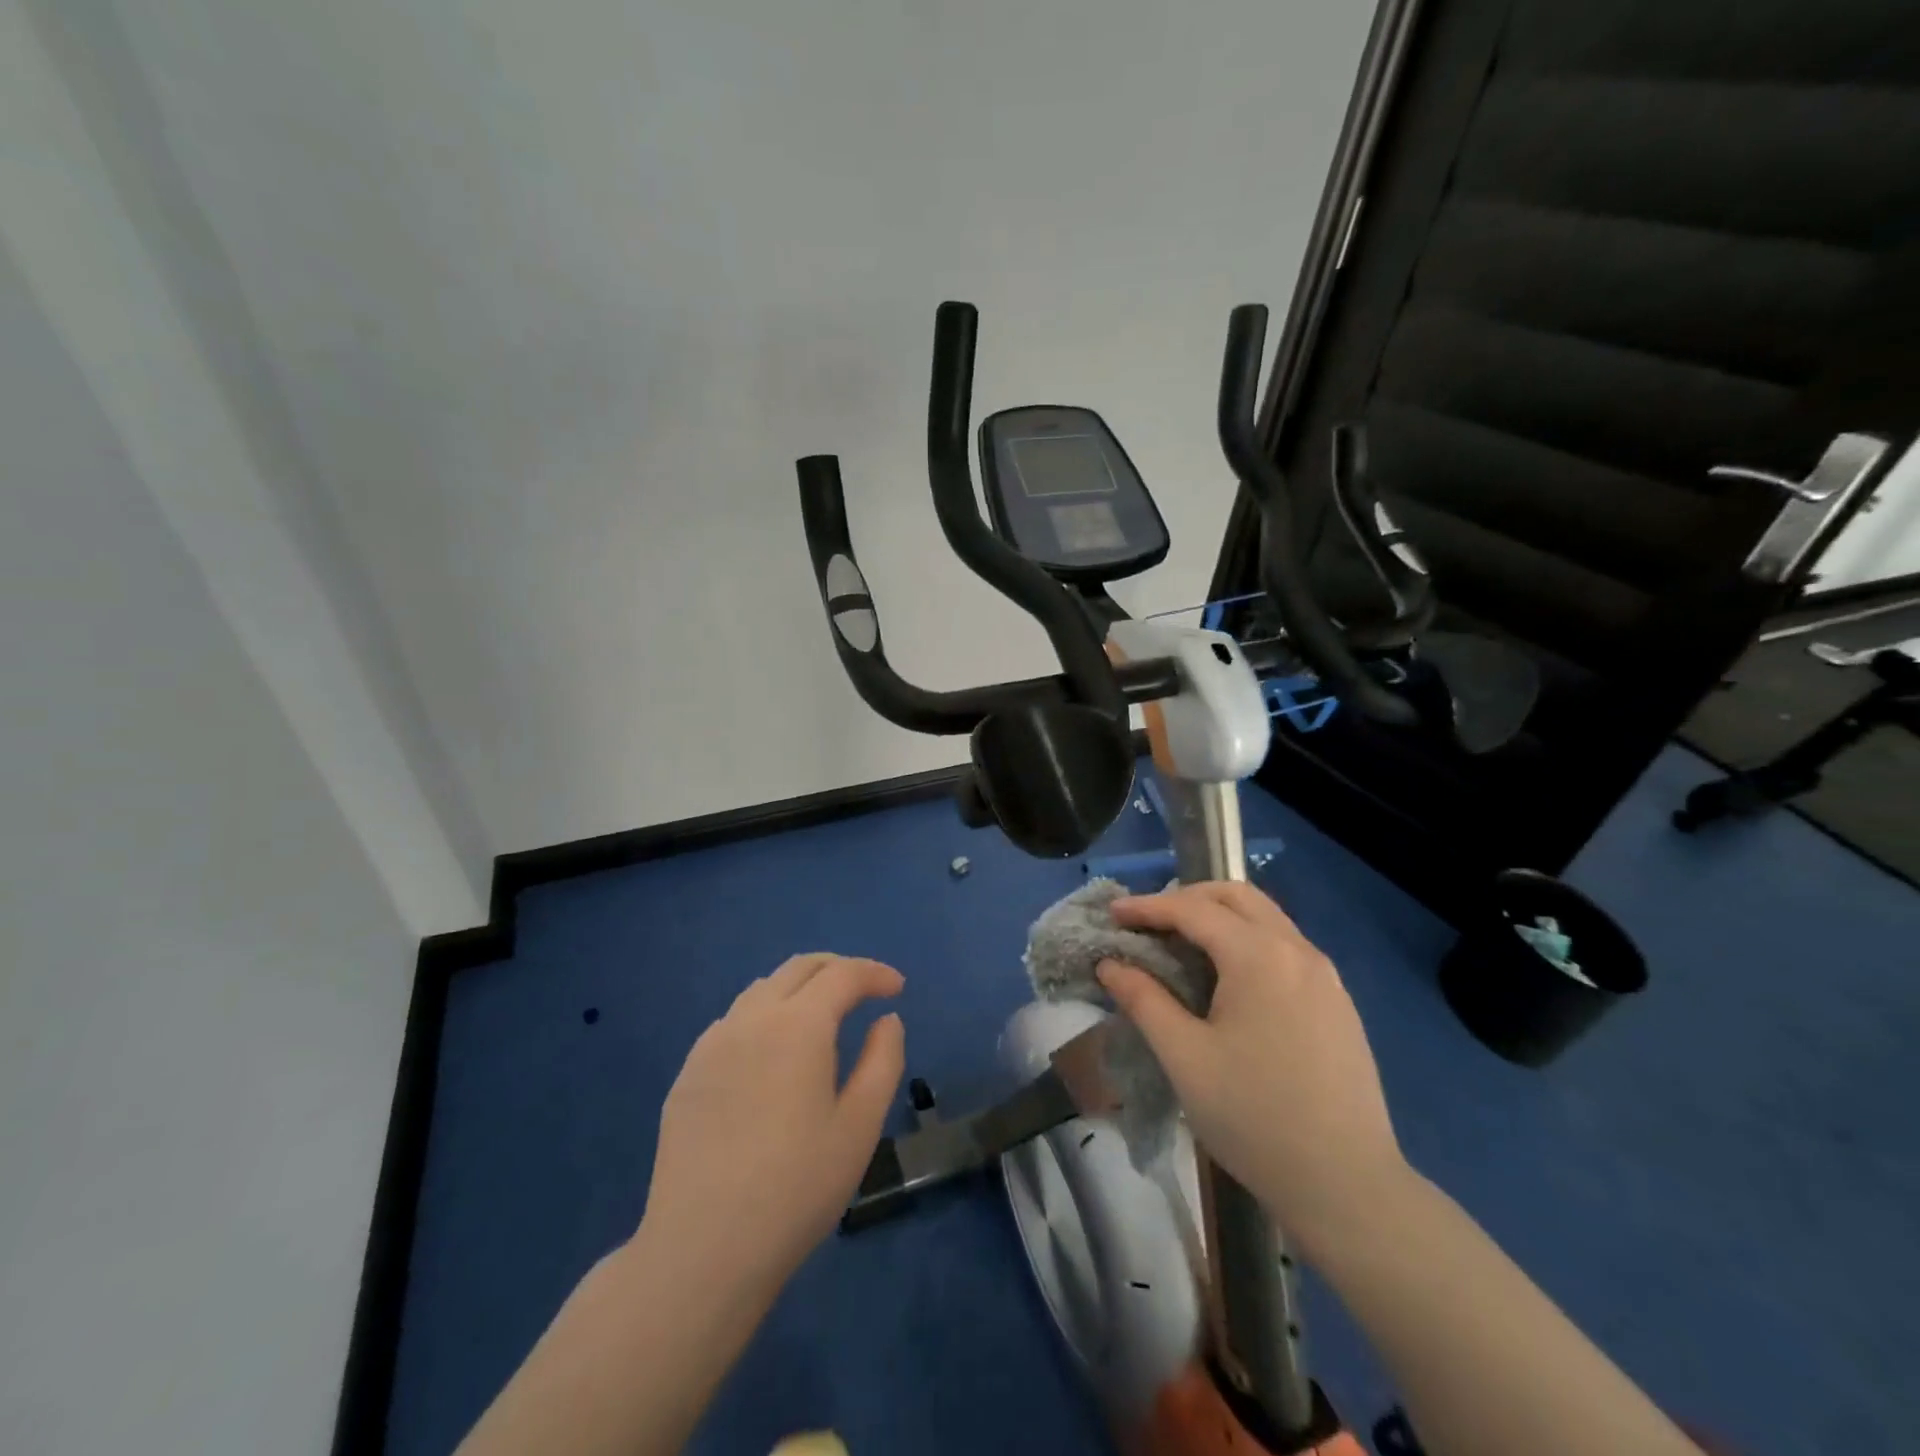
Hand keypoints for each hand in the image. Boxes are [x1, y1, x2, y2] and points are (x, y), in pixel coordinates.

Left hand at [641, 954, 904, 1291]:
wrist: (702, 1250)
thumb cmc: (796, 1188)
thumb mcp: (859, 1126)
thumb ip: (882, 1061)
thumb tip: (886, 1020)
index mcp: (798, 1026)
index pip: (842, 975)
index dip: (875, 973)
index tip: (898, 989)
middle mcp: (751, 1019)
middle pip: (799, 968)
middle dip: (838, 969)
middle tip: (864, 991)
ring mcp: (712, 1044)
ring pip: (762, 989)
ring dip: (799, 989)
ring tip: (821, 1020)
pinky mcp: (688, 1072)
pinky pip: (734, 1021)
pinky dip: (766, 1016)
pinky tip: (772, 1055)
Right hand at [1096, 883, 1406, 1258]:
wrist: (1348, 1186)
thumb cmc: (1254, 1117)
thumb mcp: (1184, 1057)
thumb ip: (1143, 999)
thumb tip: (1110, 964)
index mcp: (1259, 956)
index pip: (1193, 910)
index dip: (1147, 907)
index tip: (1111, 914)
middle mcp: (1298, 950)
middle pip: (1236, 896)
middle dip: (1187, 899)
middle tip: (1149, 923)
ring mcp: (1325, 975)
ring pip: (1265, 918)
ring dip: (1220, 918)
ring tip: (1181, 945)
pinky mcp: (1338, 1002)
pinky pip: (1285, 947)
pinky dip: (1247, 941)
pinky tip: (1228, 980)